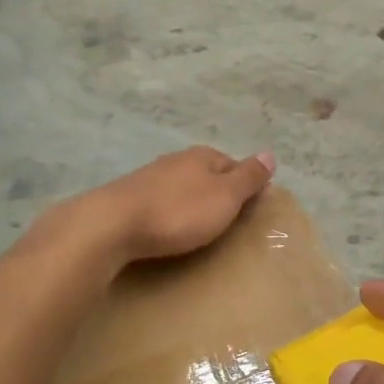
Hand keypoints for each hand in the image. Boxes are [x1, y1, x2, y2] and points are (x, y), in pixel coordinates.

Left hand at [74, 146, 275, 264]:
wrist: (112, 225)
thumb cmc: (179, 212)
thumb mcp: (225, 196)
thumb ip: (248, 177)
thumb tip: (270, 154)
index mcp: (202, 156)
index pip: (234, 165)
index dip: (245, 185)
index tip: (251, 209)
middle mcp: (176, 160)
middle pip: (206, 174)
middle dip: (217, 194)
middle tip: (226, 222)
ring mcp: (149, 178)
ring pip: (181, 188)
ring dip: (191, 203)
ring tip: (197, 228)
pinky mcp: (128, 198)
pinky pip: (159, 203)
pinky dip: (169, 214)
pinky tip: (167, 228)